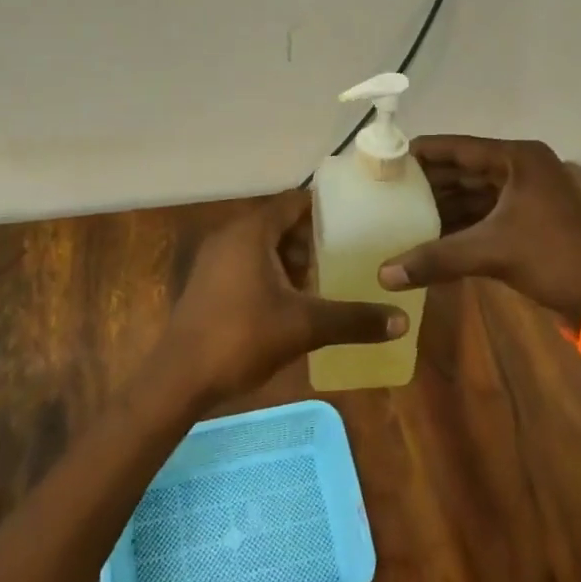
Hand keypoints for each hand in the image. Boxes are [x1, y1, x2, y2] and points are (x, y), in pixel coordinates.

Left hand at [163, 189, 408, 404]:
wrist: (178, 379)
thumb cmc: (241, 338)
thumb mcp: (304, 326)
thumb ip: (353, 319)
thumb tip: (402, 321)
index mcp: (252, 232)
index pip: (294, 202)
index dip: (325, 207)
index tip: (355, 216)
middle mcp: (231, 236)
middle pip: (280, 223)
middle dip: (312, 238)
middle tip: (347, 252)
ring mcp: (215, 260)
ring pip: (263, 246)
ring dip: (291, 259)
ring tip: (325, 278)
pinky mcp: (208, 283)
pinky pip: (248, 264)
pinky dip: (272, 273)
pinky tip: (292, 301)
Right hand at [377, 137, 580, 324]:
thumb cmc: (553, 257)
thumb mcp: (490, 252)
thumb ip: (435, 259)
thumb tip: (383, 275)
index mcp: (518, 159)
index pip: (460, 148)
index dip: (424, 152)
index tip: (389, 158)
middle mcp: (523, 168)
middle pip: (466, 170)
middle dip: (431, 182)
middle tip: (390, 190)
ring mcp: (529, 195)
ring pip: (476, 194)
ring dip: (445, 205)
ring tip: (404, 214)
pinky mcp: (531, 220)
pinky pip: (487, 214)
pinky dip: (462, 223)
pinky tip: (433, 235)